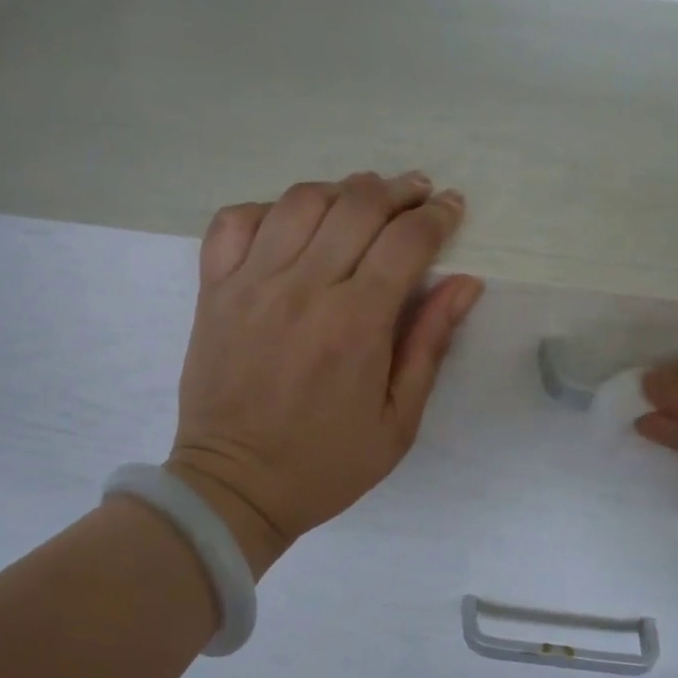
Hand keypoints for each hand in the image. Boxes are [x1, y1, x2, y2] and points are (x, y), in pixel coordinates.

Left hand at [168, 173, 484, 574]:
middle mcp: (303, 289)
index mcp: (356, 324)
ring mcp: (251, 284)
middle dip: (397, 190)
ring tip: (360, 202)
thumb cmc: (326, 464)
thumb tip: (465, 282)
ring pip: (299, 201)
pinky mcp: (213, 290)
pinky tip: (289, 223)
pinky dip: (266, 208)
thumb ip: (430, 344)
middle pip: (357, 206)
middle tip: (415, 193)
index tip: (450, 207)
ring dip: (340, 191)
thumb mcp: (398, 421)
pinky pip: (233, 222)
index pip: (406, 240)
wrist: (235, 486)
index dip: (437, 215)